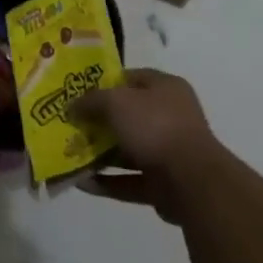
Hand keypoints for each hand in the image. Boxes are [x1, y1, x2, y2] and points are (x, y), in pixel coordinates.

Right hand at [71, 69, 222, 223]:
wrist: (192, 181)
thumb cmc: (155, 126)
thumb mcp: (116, 103)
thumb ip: (91, 101)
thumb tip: (71, 106)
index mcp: (166, 88)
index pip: (131, 78)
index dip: (104, 83)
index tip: (78, 92)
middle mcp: (170, 116)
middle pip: (128, 115)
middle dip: (99, 122)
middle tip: (71, 125)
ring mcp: (168, 152)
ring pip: (128, 149)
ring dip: (101, 154)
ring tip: (70, 155)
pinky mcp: (164, 184)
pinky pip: (130, 180)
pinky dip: (108, 181)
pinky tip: (82, 182)